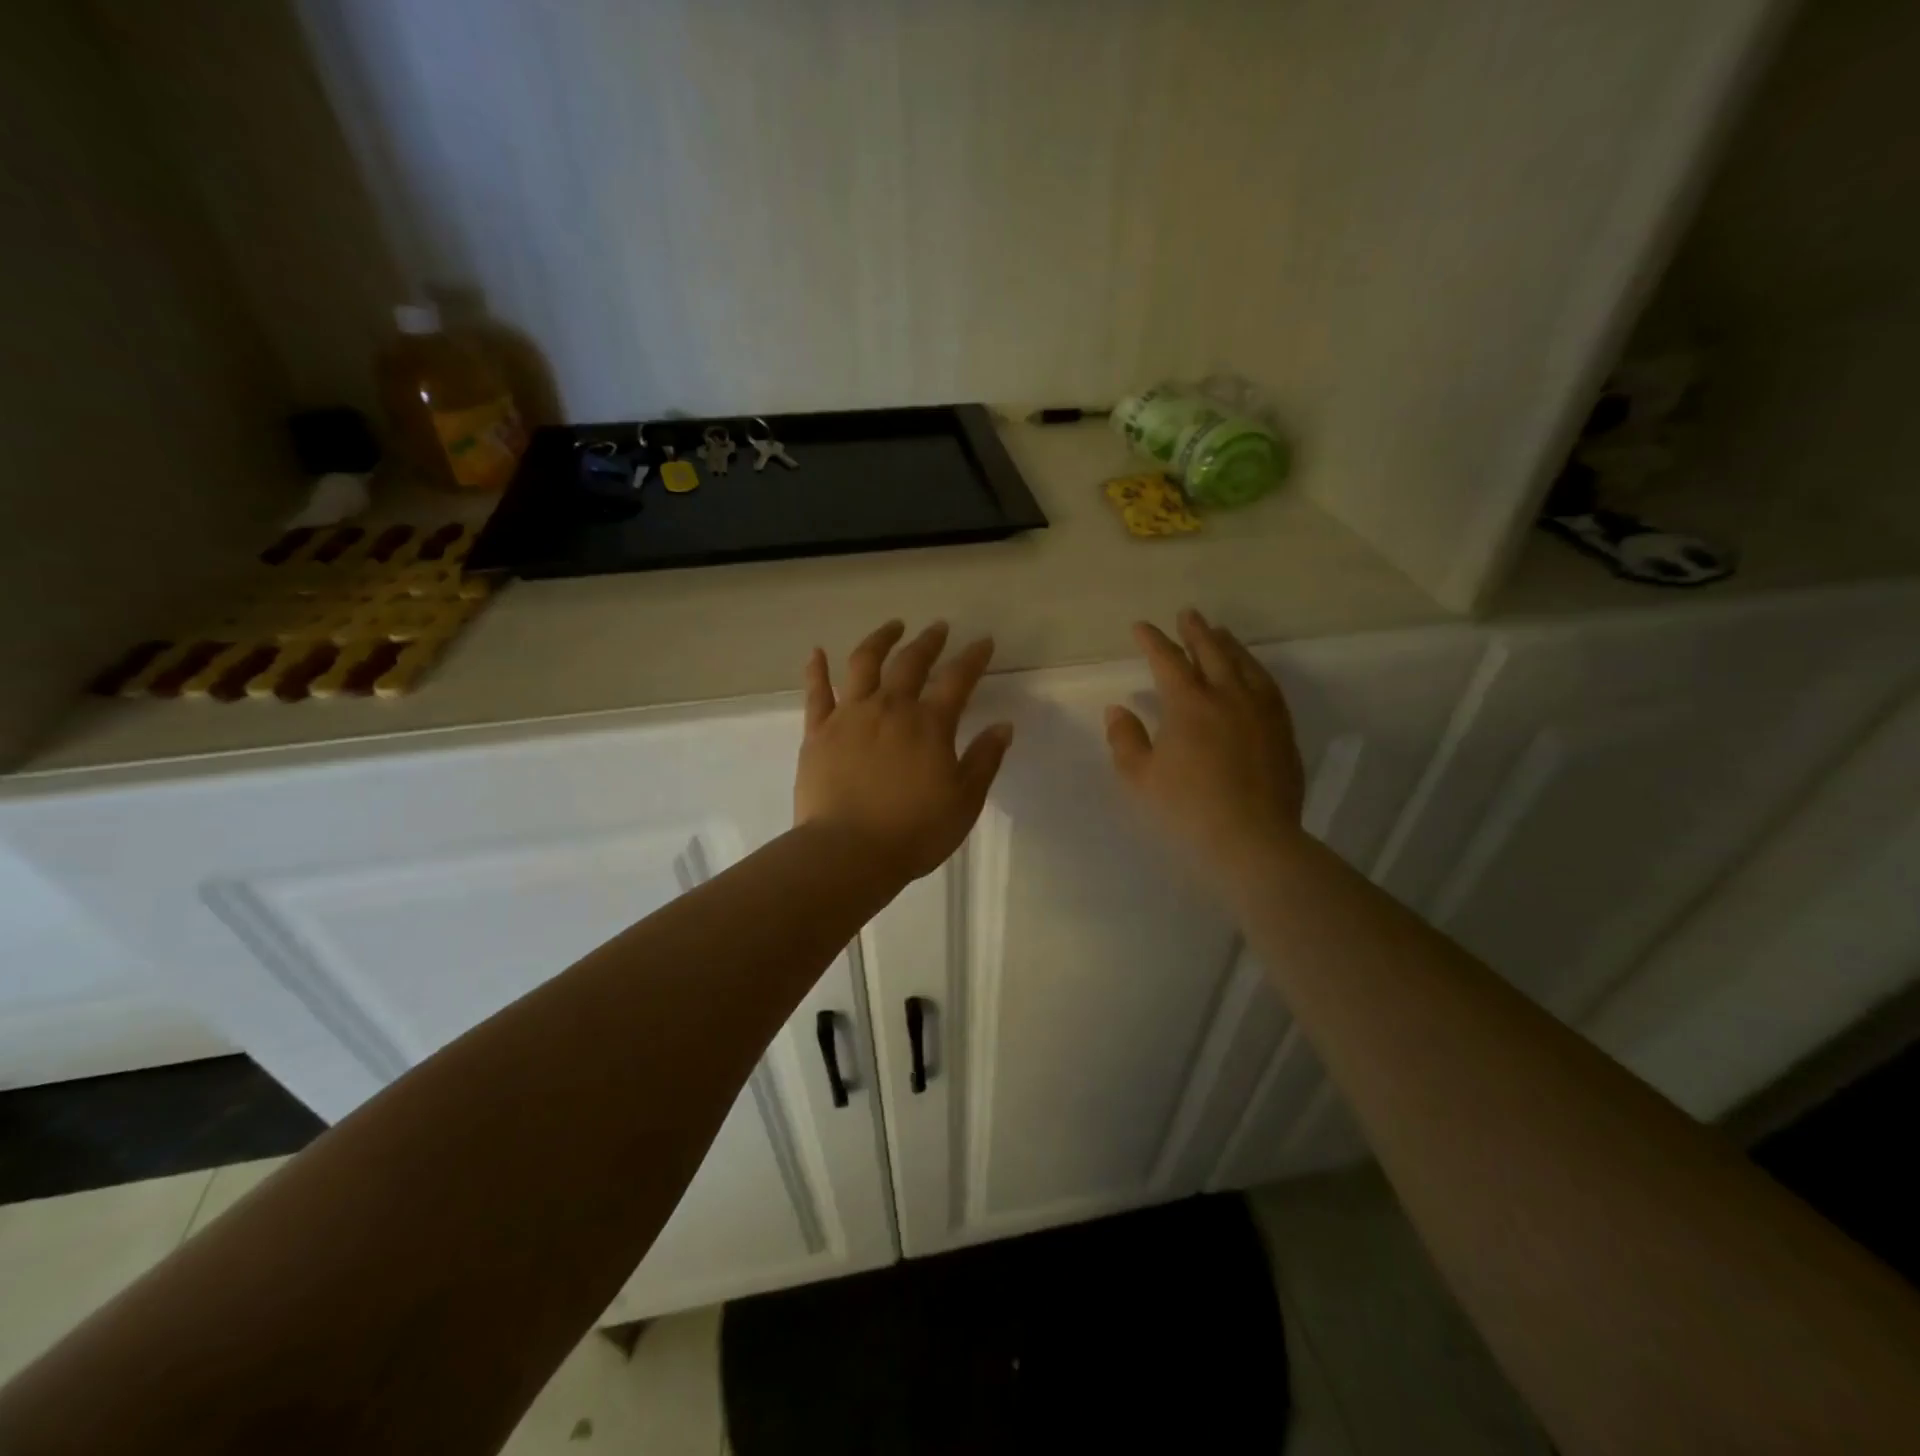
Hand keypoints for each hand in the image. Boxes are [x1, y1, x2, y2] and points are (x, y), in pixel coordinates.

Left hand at [795, 620, 1013, 881]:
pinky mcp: (818, 732)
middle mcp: (890, 708)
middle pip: (911, 663)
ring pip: (864, 664)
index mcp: (929, 724)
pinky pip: (816, 692)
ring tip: (892, 626)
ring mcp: (850, 716)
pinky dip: (817, 669)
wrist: (848, 852)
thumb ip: (984, 760)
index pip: (958, 680)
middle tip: (938, 627)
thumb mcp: (964, 801)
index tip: (983, 641)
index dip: (973, 658)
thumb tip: (1003, 726)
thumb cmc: (914, 831)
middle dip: (928, 641)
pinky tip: (817, 652)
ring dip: (879, 639)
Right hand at [1105, 609, 1306, 874]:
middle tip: (1187, 614)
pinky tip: (1252, 672)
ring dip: (1228, 644)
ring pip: (1244, 664)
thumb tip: (1118, 709)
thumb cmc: (1187, 808)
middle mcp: (1227, 696)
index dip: (1152, 641)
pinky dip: (1255, 669)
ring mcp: (1260, 710)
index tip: (1140, 627)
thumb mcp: (1140, 778)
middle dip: (1195, 631)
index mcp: (1188, 704)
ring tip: (1220, 633)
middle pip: (1211, 652)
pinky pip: (1268, 686)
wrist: (1252, 838)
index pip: (1167, 661)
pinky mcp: (1282, 729)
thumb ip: (1125, 739)